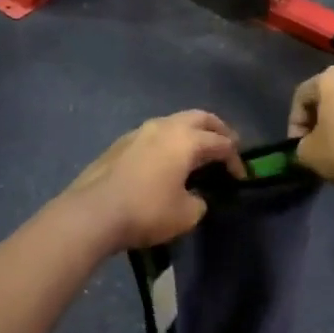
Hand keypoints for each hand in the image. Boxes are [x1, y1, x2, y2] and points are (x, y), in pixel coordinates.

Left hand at [64, 111, 244, 251]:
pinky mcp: (121, 143)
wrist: (92, 212)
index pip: (221, 143)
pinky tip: (166, 159)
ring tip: (197, 151)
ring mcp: (139, 131)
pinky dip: (169, 141)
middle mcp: (165, 126)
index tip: (241, 177)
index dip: (235, 159)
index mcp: (186, 139)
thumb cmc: (146, 211)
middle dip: (217, 130)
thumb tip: (195, 195)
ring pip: (174, 122)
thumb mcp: (186, 214)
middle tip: (227, 146)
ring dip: (190, 133)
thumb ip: (199, 201)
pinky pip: (155, 134)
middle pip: (200, 118)